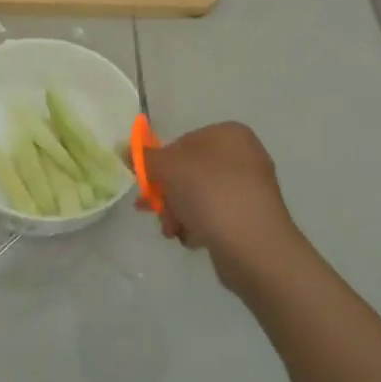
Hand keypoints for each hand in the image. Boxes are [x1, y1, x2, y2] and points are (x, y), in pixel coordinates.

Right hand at [146, 122, 305, 292]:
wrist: (255, 246)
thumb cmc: (210, 195)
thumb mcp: (168, 168)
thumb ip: (144, 157)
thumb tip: (125, 149)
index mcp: (229, 134)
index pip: (181, 143)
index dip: (159, 165)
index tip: (147, 186)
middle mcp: (243, 156)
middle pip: (188, 171)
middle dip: (166, 194)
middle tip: (152, 210)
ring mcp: (248, 188)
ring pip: (197, 196)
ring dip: (177, 213)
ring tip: (173, 230)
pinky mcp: (249, 217)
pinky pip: (213, 216)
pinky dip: (198, 226)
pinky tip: (194, 239)